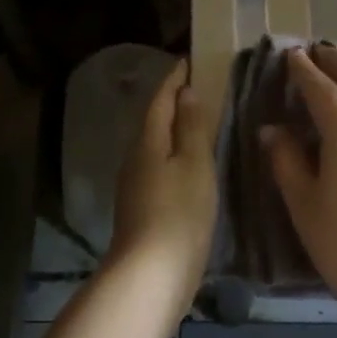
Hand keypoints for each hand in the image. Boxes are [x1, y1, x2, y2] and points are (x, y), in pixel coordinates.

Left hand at [106, 59, 217, 305]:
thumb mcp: (194, 165)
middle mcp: (135, 160)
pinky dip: (176, 157)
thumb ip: (192, 128)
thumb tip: (186, 93)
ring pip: (156, 147)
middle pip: (154, 122)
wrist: (151, 276)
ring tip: (201, 123)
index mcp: (147, 143)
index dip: (173, 80)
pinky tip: (192, 166)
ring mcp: (136, 187)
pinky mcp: (143, 210)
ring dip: (175, 131)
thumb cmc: (179, 214)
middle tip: (200, 88)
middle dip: (173, 103)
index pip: (160, 101)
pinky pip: (160, 169)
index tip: (188, 61)